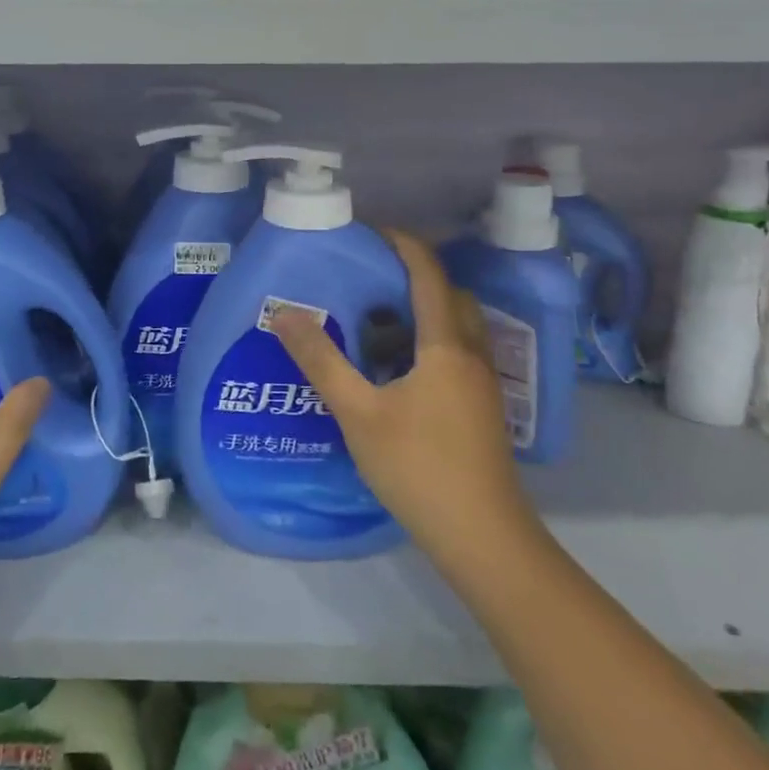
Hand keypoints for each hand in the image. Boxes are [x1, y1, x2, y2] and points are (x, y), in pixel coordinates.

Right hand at [271, 230, 546, 589]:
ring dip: (422, 313)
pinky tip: (398, 374)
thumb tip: (284, 313)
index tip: (369, 232)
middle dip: (413, 277)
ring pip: (456, 327)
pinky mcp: (483, 408)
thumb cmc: (418, 467)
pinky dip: (429, 344)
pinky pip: (457, 354)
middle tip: (368, 281)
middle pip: (449, 295)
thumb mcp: (358, 413)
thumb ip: (321, 360)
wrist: (482, 537)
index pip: (428, 274)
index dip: (402, 244)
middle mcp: (471, 354)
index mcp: (445, 345)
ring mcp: (483, 383)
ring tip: (376, 325)